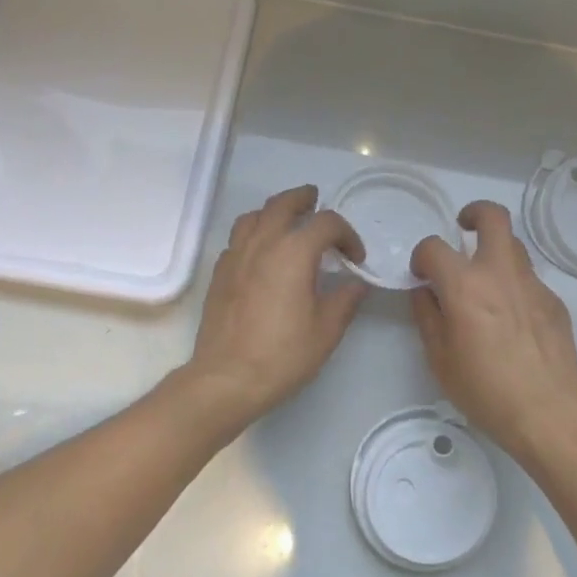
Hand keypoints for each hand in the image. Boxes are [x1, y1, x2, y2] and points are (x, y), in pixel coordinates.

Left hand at [184, 185, 368, 426]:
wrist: (227, 378)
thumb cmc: (283, 354)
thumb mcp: (327, 330)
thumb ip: (345, 300)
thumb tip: (357, 284)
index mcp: (294, 252)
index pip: (326, 223)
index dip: (347, 234)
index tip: (355, 257)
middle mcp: (263, 244)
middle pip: (283, 205)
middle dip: (303, 199)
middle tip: (315, 200)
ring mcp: (236, 256)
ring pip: (253, 216)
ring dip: (274, 212)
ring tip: (286, 222)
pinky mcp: (219, 274)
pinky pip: (237, 240)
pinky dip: (253, 235)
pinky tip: (262, 254)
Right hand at [410, 201, 576, 470]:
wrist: (547, 412)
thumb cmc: (485, 390)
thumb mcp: (439, 358)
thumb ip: (427, 316)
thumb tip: (425, 291)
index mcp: (465, 285)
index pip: (434, 247)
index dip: (422, 256)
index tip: (421, 273)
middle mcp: (501, 273)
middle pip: (493, 217)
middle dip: (474, 213)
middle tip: (463, 230)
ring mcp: (533, 285)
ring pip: (514, 247)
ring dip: (495, 252)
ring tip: (485, 283)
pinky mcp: (555, 302)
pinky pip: (529, 280)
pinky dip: (514, 286)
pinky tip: (511, 322)